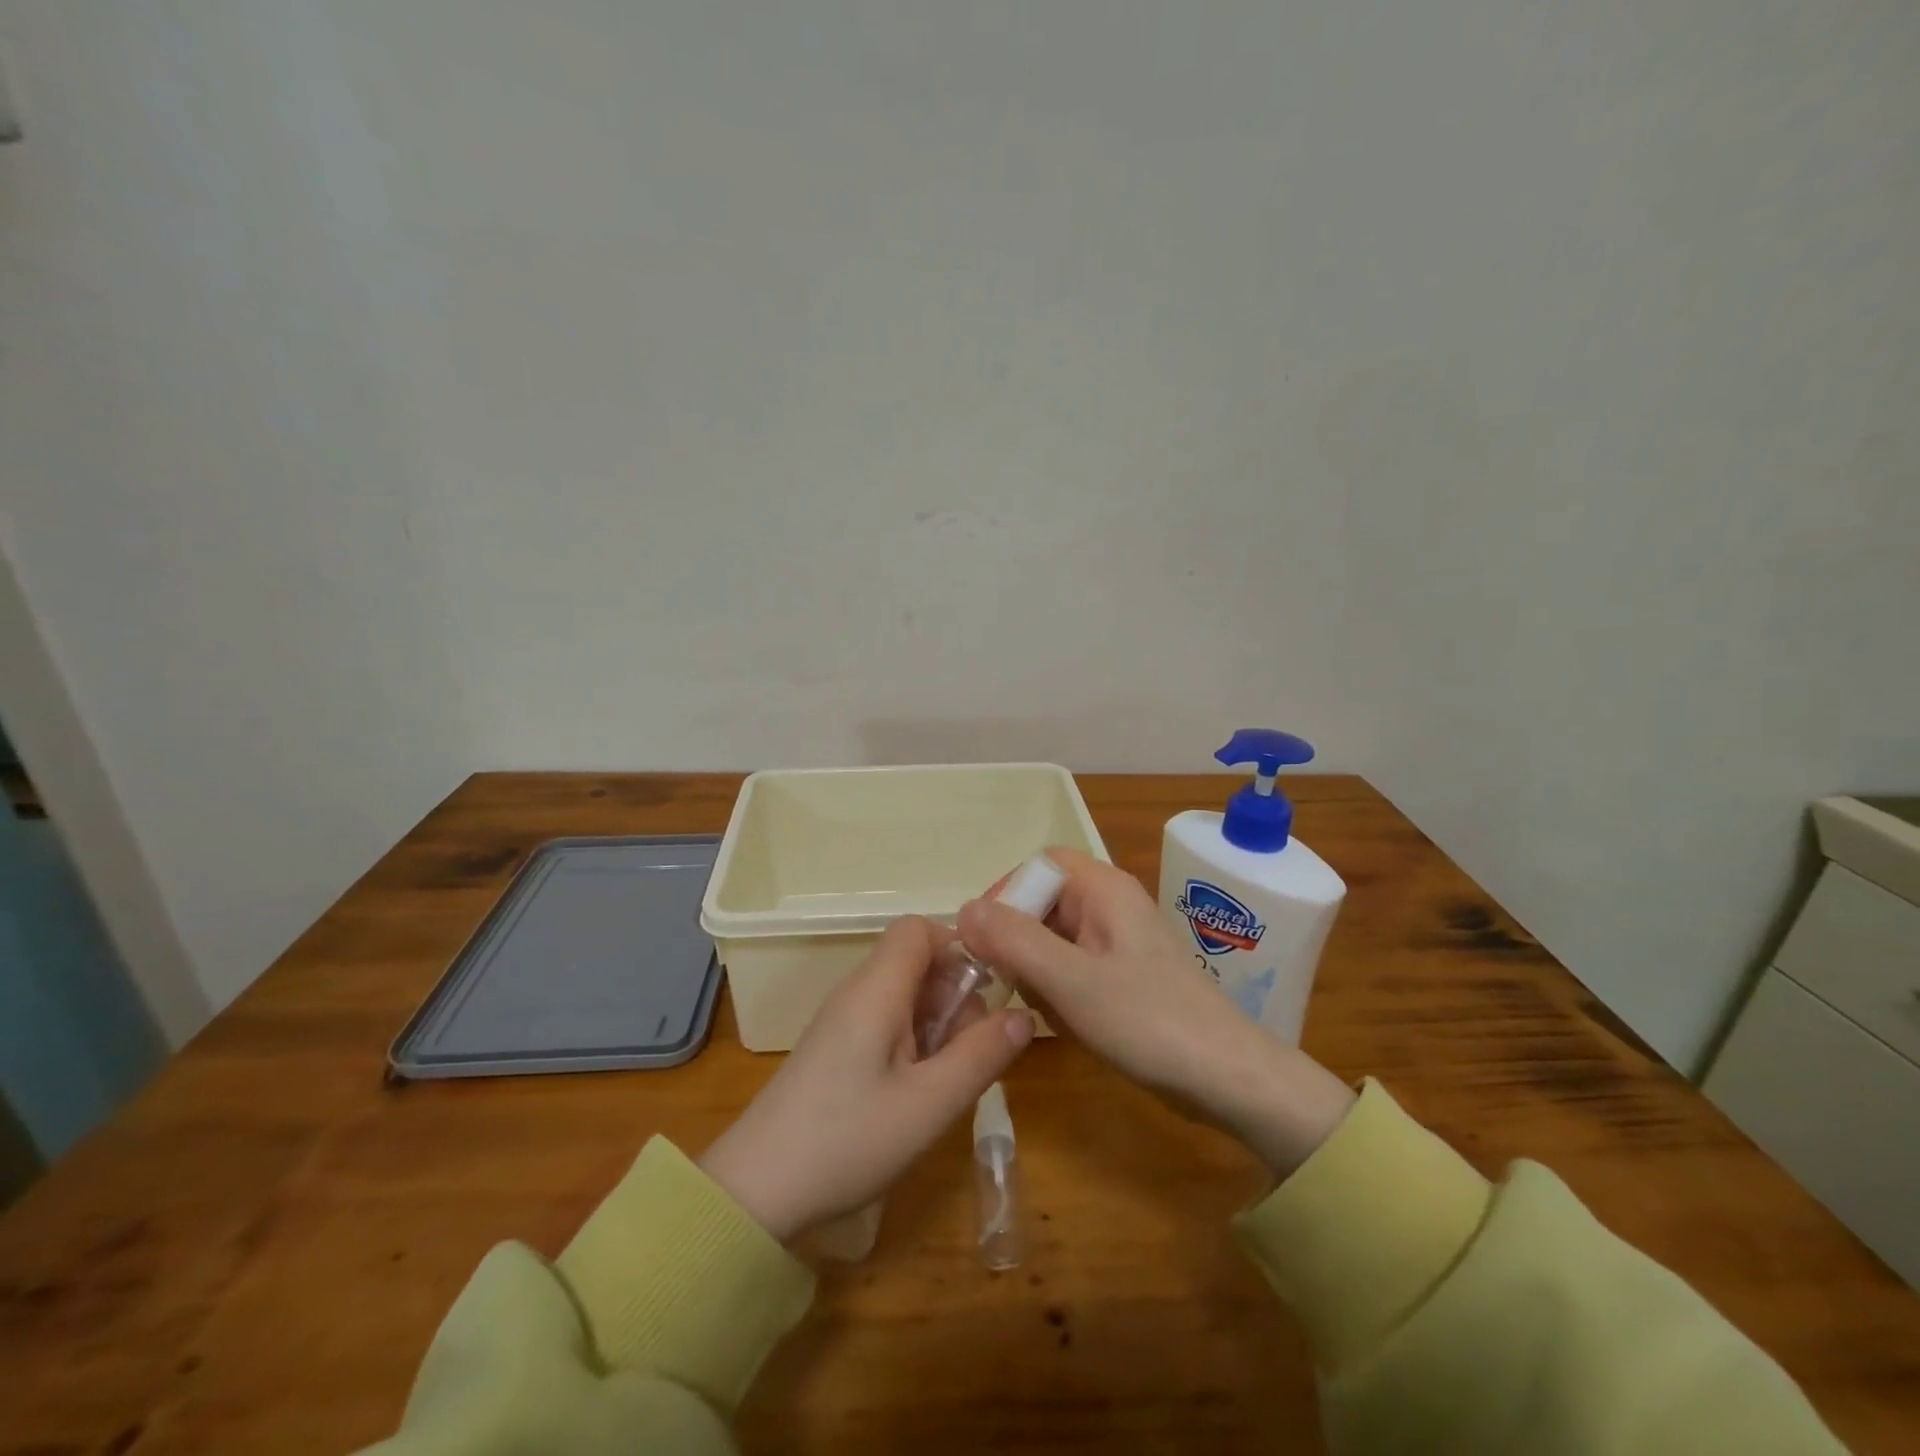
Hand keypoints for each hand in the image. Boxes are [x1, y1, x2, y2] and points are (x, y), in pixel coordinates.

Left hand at [700, 916, 1033, 1240]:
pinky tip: (918, 1091)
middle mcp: (857, 992)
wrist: (755, 1191)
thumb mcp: (929, 1104)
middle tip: (970, 1052)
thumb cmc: (847, 1140)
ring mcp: (843, 1020)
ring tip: (947, 1078)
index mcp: (876, 990)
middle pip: (916, 961)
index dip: (957, 947)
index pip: (918, 929)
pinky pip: (886, 1021)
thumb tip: (1024, 1015)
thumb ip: (981, 1055)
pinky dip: (914, 1042)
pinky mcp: (835, 1048)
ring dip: (937, 1023)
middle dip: (955, 995)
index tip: (985, 994)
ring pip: (904, 994)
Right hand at [957, 848, 1354, 1177]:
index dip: (1006, 893)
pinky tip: (1063, 1023)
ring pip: (1053, 939)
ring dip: (1036, 971)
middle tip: (1008, 982)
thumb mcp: (1071, 981)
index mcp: (1103, 889)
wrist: (1228, 1079)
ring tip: (1043, 1009)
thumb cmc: (1148, 1022)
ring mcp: (1118, 942)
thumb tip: (962, 909)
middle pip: (1043, 902)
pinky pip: (1072, 968)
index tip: (983, 939)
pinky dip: (1057, 990)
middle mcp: (1110, 905)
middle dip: (1018, 941)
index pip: (1038, 865)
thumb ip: (1014, 941)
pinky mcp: (1123, 976)